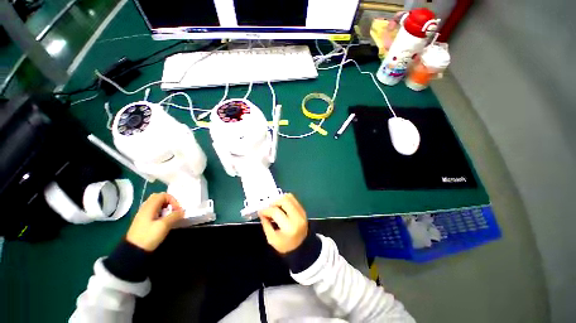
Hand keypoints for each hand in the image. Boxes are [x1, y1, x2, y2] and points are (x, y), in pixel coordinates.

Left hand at [126, 193, 184, 250]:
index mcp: (149, 207)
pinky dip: (161, 212)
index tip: (177, 210)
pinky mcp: (143, 221)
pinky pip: (154, 211)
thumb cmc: (148, 236)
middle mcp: (145, 208)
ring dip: (165, 207)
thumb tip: (182, 211)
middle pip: (158, 197)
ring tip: (170, 215)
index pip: (163, 195)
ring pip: (156, 204)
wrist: (133, 251)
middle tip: (174, 210)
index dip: (173, 200)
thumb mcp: (164, 226)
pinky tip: (164, 220)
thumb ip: (174, 216)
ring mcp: (143, 214)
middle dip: (169, 202)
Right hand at [259, 193, 307, 253]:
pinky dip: (285, 200)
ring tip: (275, 206)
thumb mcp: (272, 239)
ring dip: (280, 200)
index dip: (266, 210)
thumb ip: (266, 224)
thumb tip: (261, 212)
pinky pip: (293, 199)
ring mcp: (302, 213)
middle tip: (268, 207)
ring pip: (289, 197)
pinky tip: (281, 206)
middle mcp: (297, 217)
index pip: (275, 212)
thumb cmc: (285, 245)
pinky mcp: (303, 210)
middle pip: (284, 200)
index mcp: (289, 227)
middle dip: (274, 202)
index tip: (260, 211)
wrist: (302, 248)